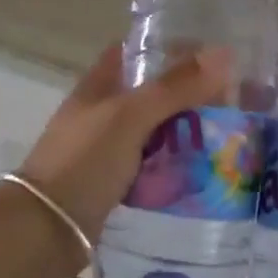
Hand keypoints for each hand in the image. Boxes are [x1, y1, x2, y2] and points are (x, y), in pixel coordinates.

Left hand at [20, 44, 234, 242]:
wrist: (47, 228)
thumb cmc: (84, 161)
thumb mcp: (130, 117)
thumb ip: (174, 88)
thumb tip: (224, 54)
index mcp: (97, 86)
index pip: (133, 53)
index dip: (168, 49)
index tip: (210, 56)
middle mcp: (101, 113)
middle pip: (150, 95)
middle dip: (187, 96)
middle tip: (230, 103)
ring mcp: (106, 150)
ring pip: (154, 132)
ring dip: (184, 133)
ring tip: (226, 136)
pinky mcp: (114, 183)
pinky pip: (151, 166)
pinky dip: (174, 166)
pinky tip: (202, 171)